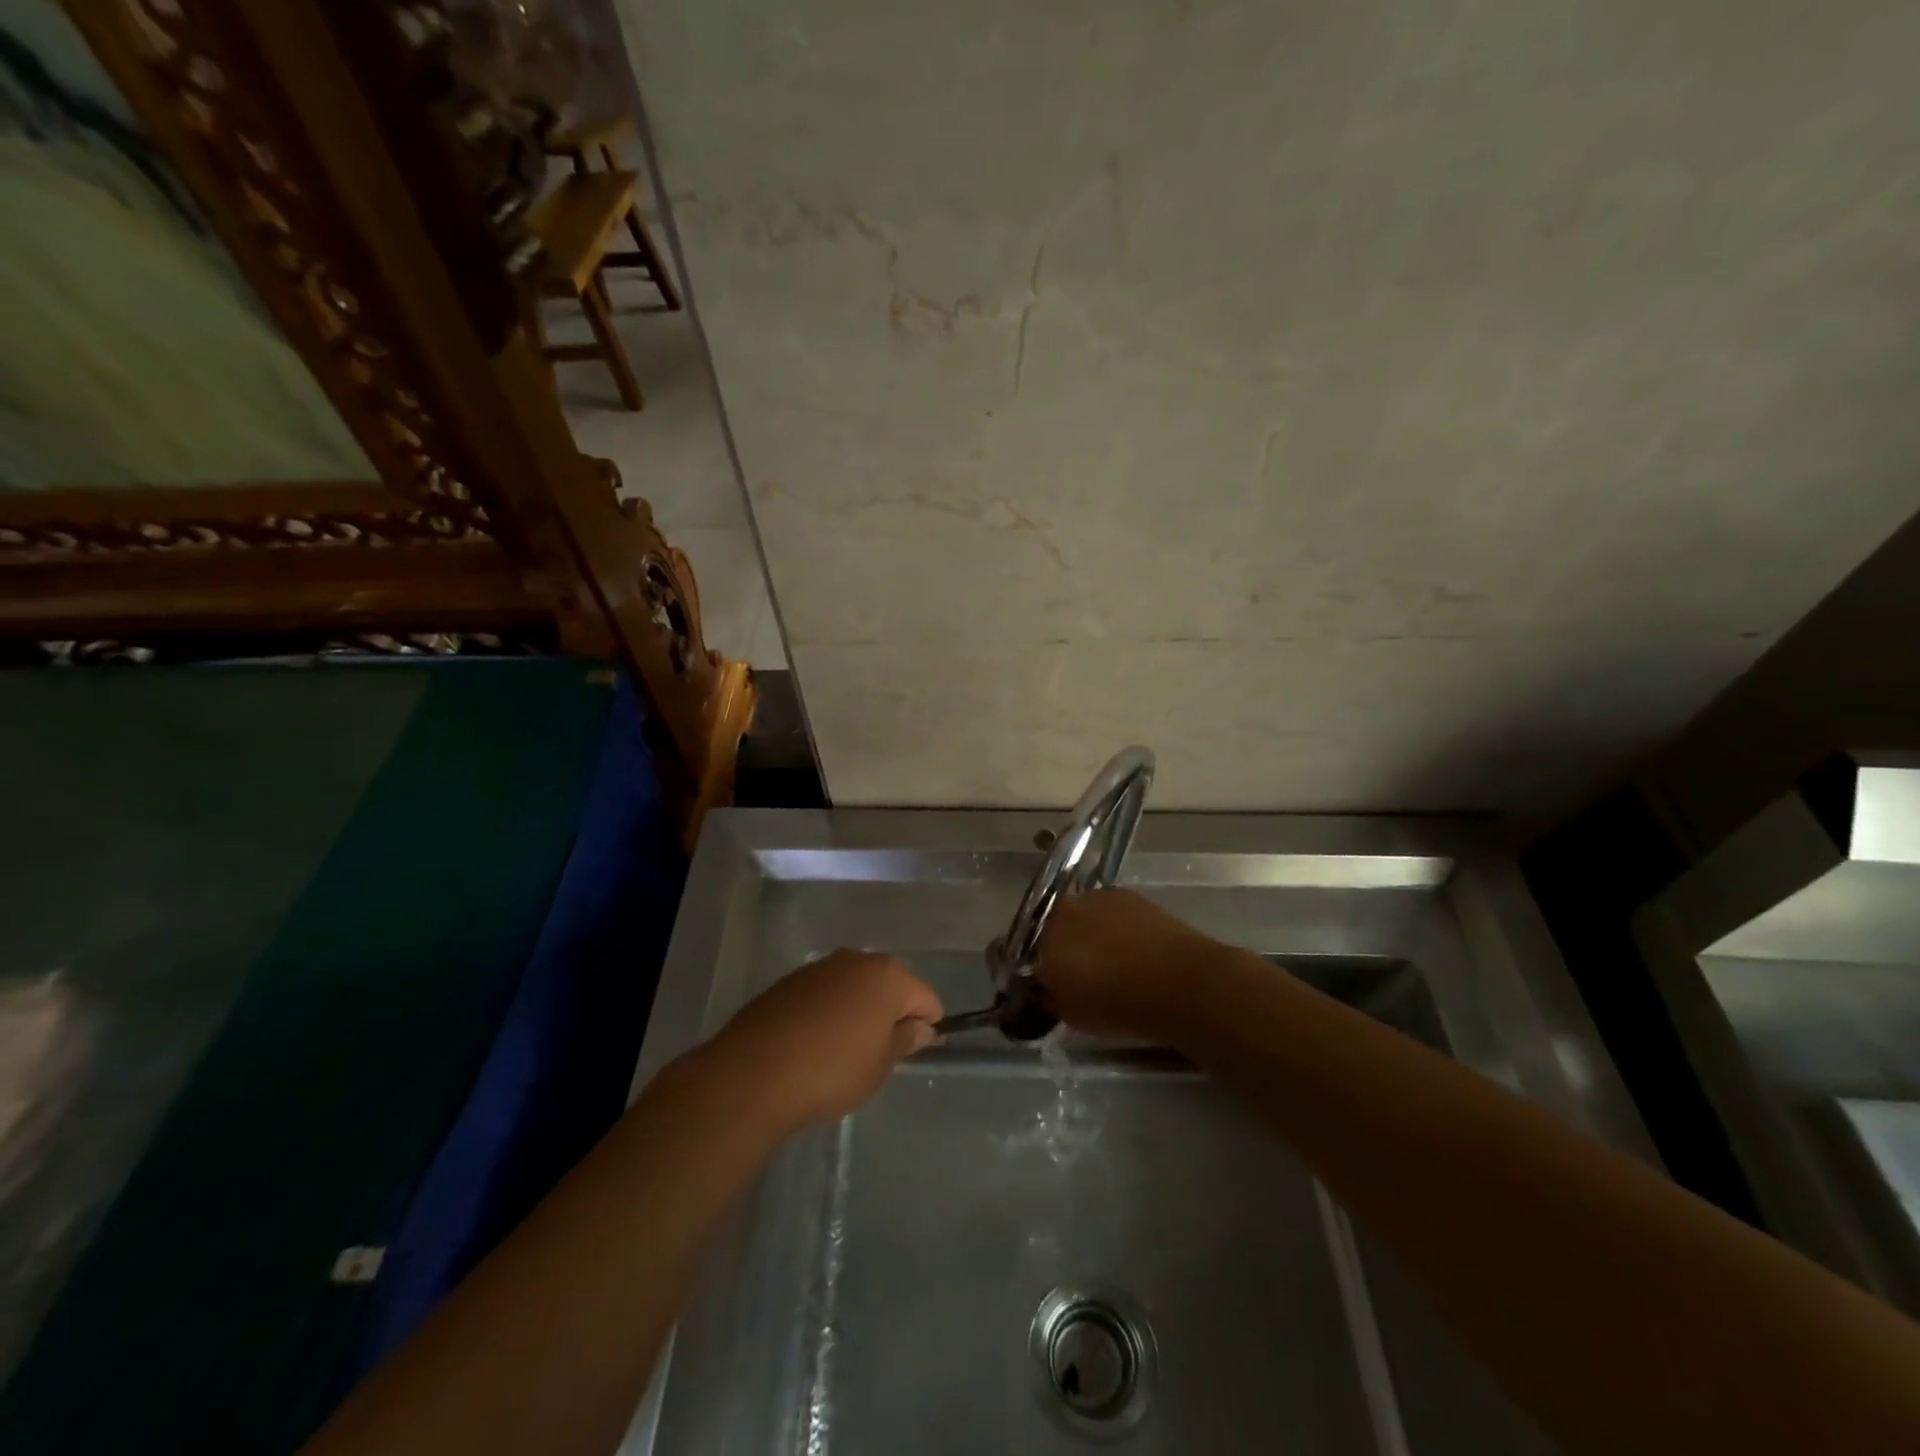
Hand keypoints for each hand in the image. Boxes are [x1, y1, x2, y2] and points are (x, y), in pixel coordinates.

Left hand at [699, 949, 942, 1134]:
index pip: (926, 997)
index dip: (927, 1025)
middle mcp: (856, 960)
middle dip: (892, 1013)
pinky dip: (829, 1011)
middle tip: (881, 1053)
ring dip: (859, 1009)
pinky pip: (825, 993)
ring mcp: (820, 967)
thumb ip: (905, 1040)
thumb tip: (921, 1027)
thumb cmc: (831, 1071)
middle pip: (890, 985)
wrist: (752, 1074)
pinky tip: (815, 1043)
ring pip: (855, 986)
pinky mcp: (790, 980)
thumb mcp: (879, 1065)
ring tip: (845, 1050)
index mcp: (888, 976)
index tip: (915, 1052)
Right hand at [1034, 889, 1226, 1040]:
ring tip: (1103, 958)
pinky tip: (1127, 945)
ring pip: (1075, 915)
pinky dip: (1107, 924)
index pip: (1006, 949)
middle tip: (1068, 971)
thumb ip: (1047, 994)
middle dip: (1049, 946)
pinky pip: (1103, 909)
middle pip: (1042, 926)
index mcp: (1040, 941)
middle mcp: (1060, 910)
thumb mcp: (1071, 1015)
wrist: (1183, 983)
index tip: (1029, 983)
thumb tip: (1042, 986)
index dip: (1015, 967)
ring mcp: (1093, 896)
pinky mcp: (1123, 893)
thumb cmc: (1121, 1007)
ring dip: (1079, 932)